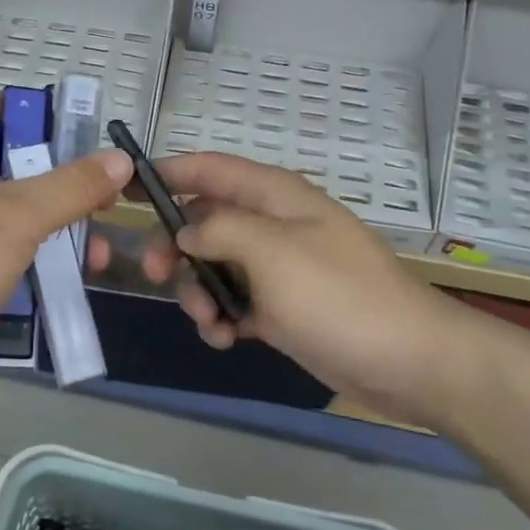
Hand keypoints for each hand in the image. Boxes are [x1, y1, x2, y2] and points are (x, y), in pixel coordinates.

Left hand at [0, 92, 132, 403]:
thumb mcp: (23, 214)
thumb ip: (75, 185)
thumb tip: (122, 159)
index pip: (1, 105)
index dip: (45, 116)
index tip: (87, 140)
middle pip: (15, 159)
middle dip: (63, 181)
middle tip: (104, 202)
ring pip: (11, 204)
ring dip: (54, 222)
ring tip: (95, 252)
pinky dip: (30, 248)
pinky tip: (66, 271)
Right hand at [103, 152, 474, 422]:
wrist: (407, 361)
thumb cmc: (337, 297)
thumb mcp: (271, 252)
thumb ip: (219, 229)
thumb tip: (186, 232)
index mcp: (275, 196)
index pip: (210, 168)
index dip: (166, 172)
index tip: (123, 187)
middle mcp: (273, 225)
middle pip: (204, 220)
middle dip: (175, 247)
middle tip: (156, 275)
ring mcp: (278, 268)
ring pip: (214, 266)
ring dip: (199, 292)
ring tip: (211, 322)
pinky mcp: (283, 308)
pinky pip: (235, 302)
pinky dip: (222, 318)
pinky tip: (228, 340)